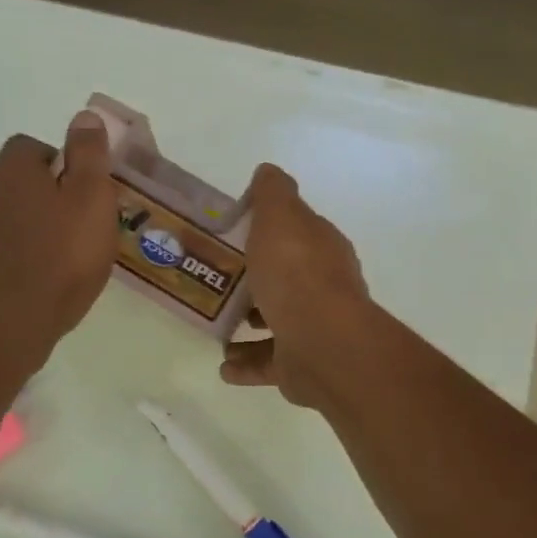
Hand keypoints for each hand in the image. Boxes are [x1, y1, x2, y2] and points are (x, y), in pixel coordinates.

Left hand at [0, 111, 118, 374]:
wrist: (14, 322)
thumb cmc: (63, 256)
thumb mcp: (92, 198)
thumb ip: (89, 154)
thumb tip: (84, 116)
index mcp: (12, 169)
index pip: (33, 146)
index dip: (63, 164)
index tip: (85, 194)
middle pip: (21, 178)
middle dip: (48, 192)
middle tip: (81, 223)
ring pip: (10, 210)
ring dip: (33, 221)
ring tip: (63, 251)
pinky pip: (1, 240)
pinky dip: (20, 247)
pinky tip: (41, 272)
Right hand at [220, 165, 376, 406]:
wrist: (321, 343)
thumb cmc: (296, 273)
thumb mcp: (280, 217)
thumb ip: (272, 193)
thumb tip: (268, 171)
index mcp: (320, 249)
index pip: (296, 232)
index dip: (268, 229)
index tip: (232, 232)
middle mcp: (322, 287)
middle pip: (285, 277)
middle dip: (255, 278)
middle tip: (214, 277)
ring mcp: (313, 328)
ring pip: (277, 322)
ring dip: (249, 322)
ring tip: (215, 321)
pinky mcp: (301, 365)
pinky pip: (268, 364)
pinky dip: (246, 364)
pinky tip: (224, 364)